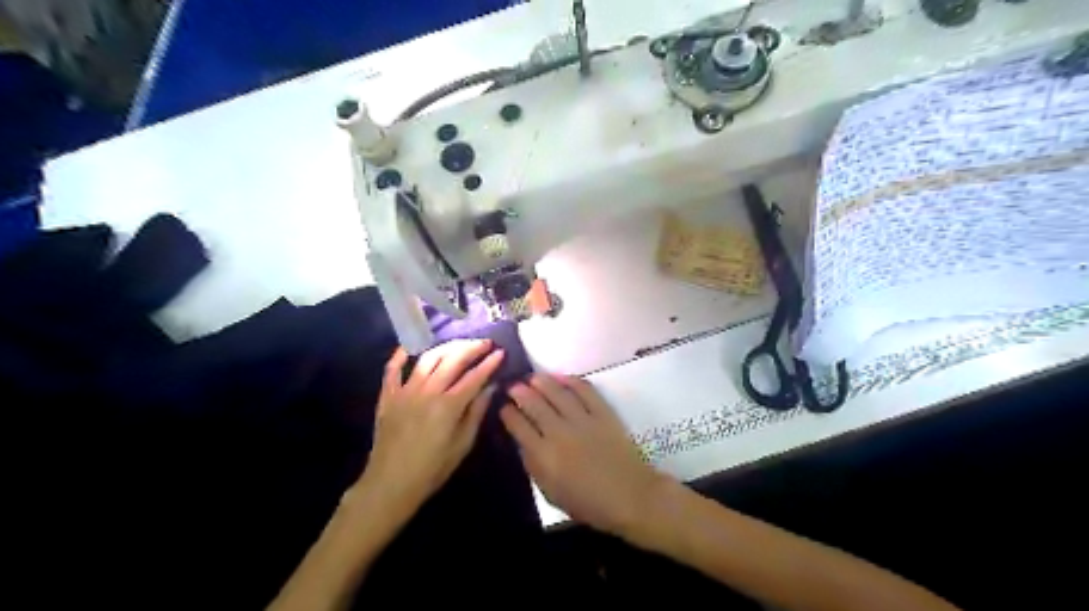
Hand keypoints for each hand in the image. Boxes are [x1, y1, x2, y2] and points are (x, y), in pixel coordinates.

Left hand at [361, 342, 504, 513]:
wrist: (390, 484)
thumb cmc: (432, 469)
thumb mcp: (462, 444)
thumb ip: (476, 412)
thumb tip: (491, 387)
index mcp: (448, 406)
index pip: (474, 377)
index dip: (489, 363)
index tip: (501, 352)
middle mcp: (427, 392)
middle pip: (452, 360)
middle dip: (471, 348)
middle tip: (485, 343)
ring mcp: (405, 391)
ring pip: (428, 358)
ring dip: (446, 347)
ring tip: (460, 344)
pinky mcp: (388, 395)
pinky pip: (393, 369)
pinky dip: (402, 354)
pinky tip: (412, 346)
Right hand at [499, 376, 664, 535]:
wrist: (629, 496)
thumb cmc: (588, 502)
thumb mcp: (550, 493)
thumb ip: (533, 466)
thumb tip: (522, 443)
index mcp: (543, 456)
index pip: (518, 426)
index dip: (507, 413)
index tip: (503, 406)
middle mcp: (559, 433)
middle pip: (534, 404)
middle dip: (520, 392)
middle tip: (514, 386)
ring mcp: (582, 420)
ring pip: (556, 392)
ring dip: (541, 382)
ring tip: (533, 377)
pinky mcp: (602, 413)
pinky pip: (584, 390)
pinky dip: (571, 380)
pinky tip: (561, 377)